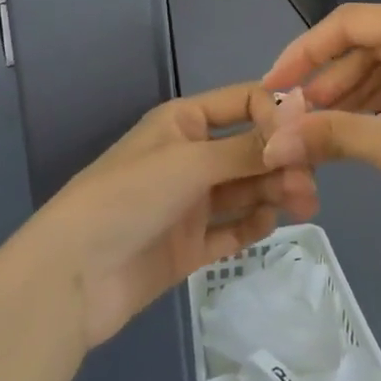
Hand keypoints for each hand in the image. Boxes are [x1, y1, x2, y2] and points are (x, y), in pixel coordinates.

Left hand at [35, 83, 318, 347]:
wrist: (71, 277)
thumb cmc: (129, 198)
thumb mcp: (191, 162)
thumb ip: (247, 147)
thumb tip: (300, 119)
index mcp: (184, 123)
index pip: (244, 103)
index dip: (277, 115)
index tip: (306, 137)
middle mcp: (190, 158)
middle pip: (251, 150)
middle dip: (282, 161)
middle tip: (308, 185)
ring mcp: (190, 204)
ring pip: (246, 190)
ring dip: (275, 191)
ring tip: (302, 205)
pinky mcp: (189, 245)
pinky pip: (232, 229)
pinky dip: (253, 224)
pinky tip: (268, 224)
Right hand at [257, 3, 380, 262]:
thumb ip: (328, 134)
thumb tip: (272, 143)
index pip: (352, 23)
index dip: (305, 52)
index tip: (273, 86)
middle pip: (373, 44)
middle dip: (330, 81)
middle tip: (294, 117)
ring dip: (354, 97)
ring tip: (318, 129)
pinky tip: (356, 132)